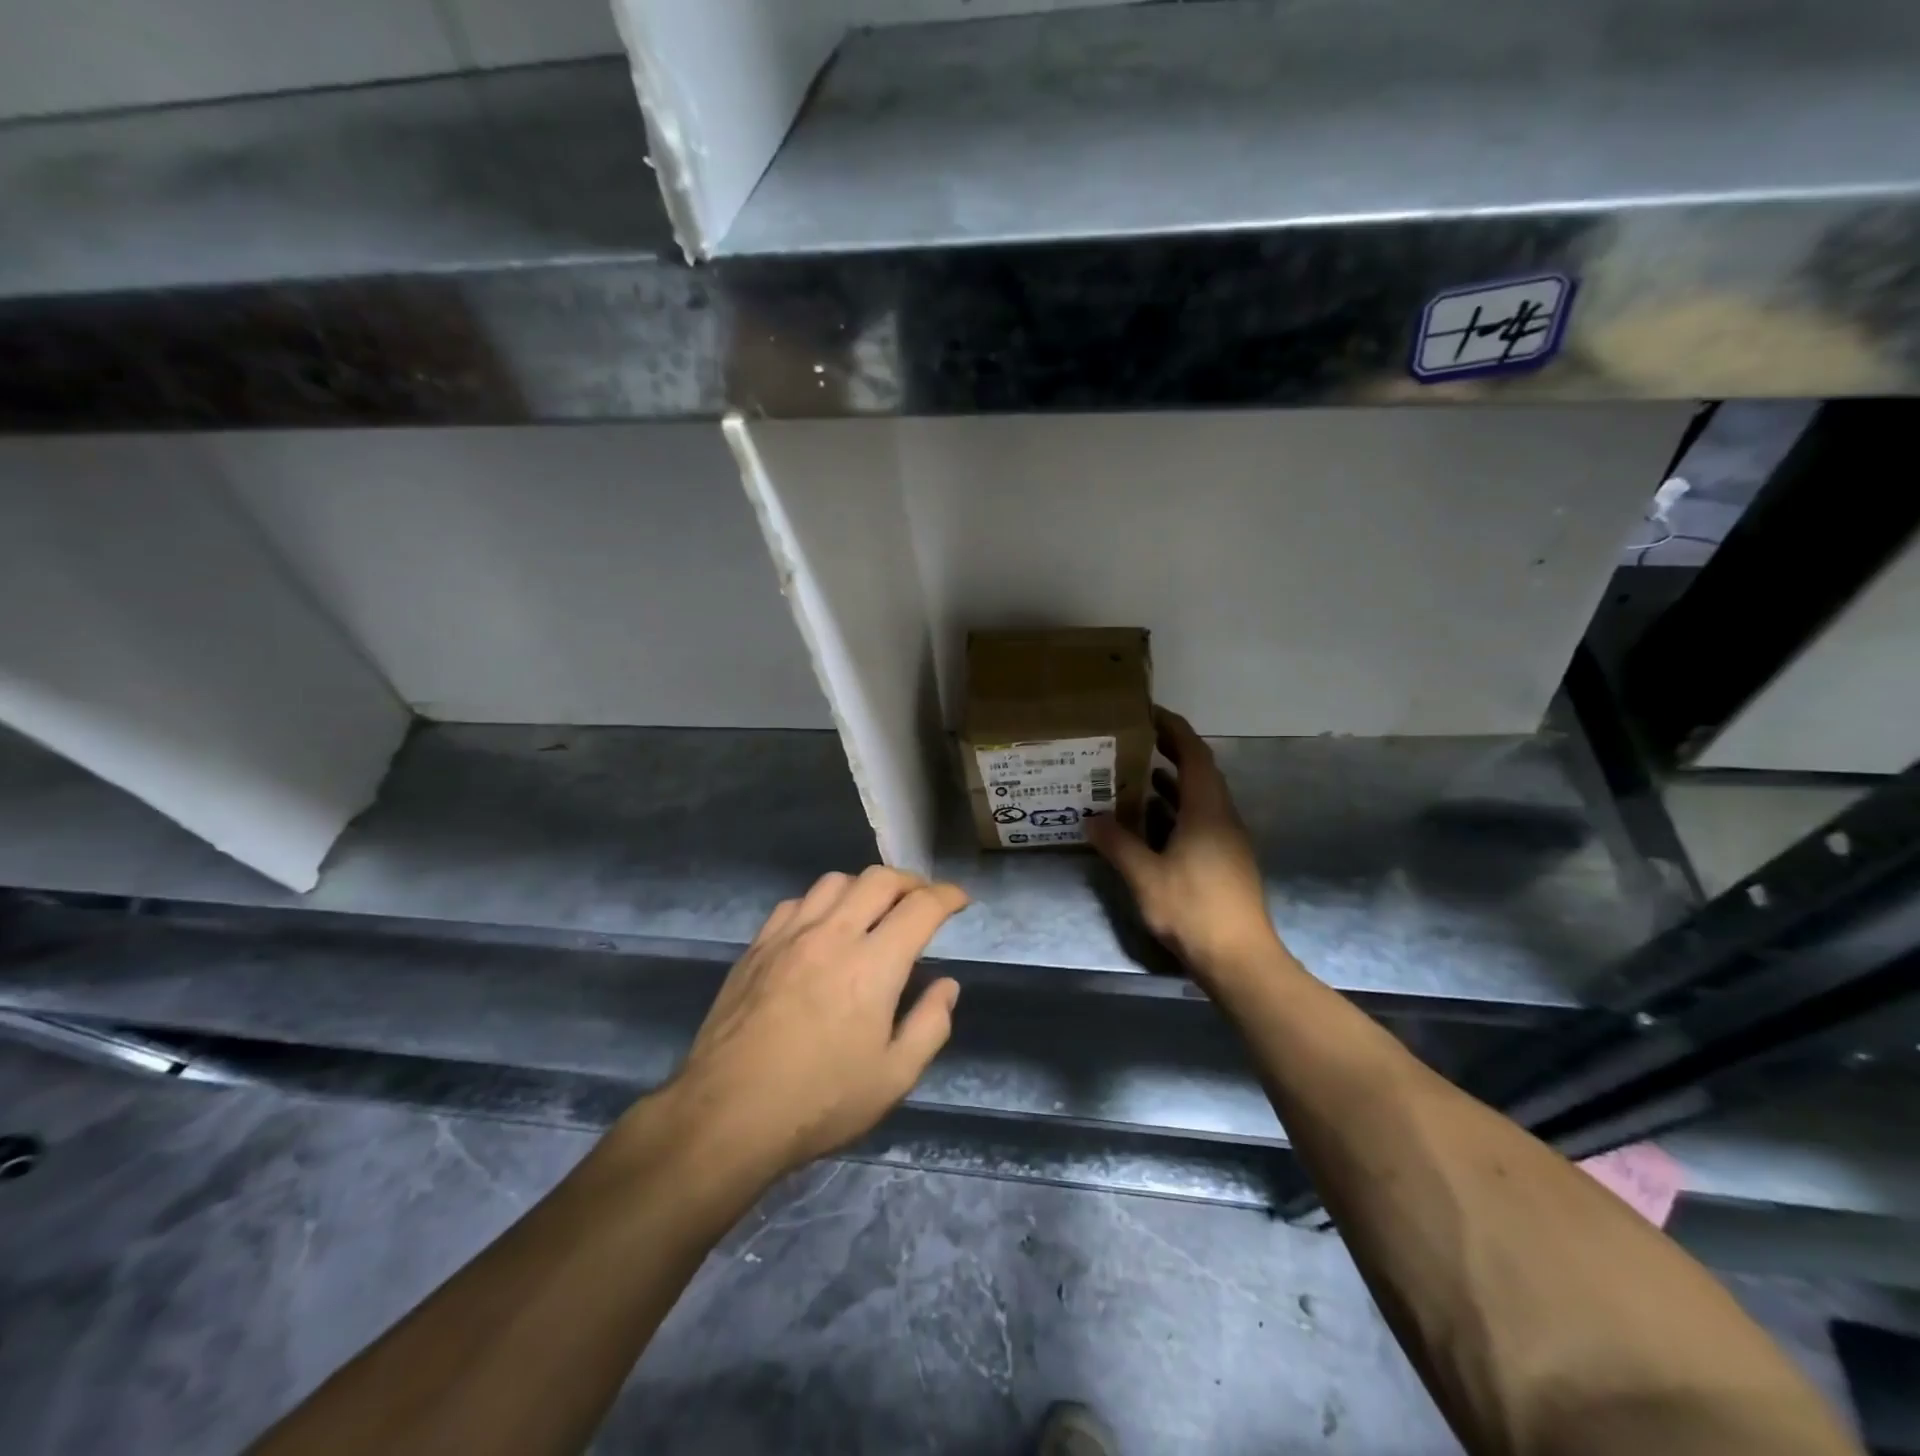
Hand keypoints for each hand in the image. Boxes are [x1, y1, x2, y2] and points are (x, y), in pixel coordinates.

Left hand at [669, 867, 967, 1177]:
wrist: (727, 1115)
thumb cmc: (819, 1102)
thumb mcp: (893, 1079)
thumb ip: (930, 1025)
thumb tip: (946, 986)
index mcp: (873, 965)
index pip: (921, 908)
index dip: (948, 896)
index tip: (960, 901)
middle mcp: (832, 935)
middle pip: (879, 879)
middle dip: (910, 881)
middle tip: (922, 901)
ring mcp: (789, 936)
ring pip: (835, 881)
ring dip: (864, 887)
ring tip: (873, 910)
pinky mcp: (757, 946)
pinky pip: (796, 903)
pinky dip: (821, 903)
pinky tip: (821, 929)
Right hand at [1086, 707, 1285, 987]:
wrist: (1238, 959)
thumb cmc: (1193, 909)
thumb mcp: (1145, 875)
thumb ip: (1118, 843)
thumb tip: (1091, 818)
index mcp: (1207, 810)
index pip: (1194, 754)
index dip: (1174, 729)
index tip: (1148, 713)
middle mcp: (1222, 817)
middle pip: (1199, 772)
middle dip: (1169, 752)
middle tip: (1134, 741)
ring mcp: (1227, 841)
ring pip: (1198, 799)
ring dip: (1170, 784)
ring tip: (1134, 777)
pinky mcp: (1225, 861)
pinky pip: (1199, 821)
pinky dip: (1175, 812)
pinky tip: (1149, 824)